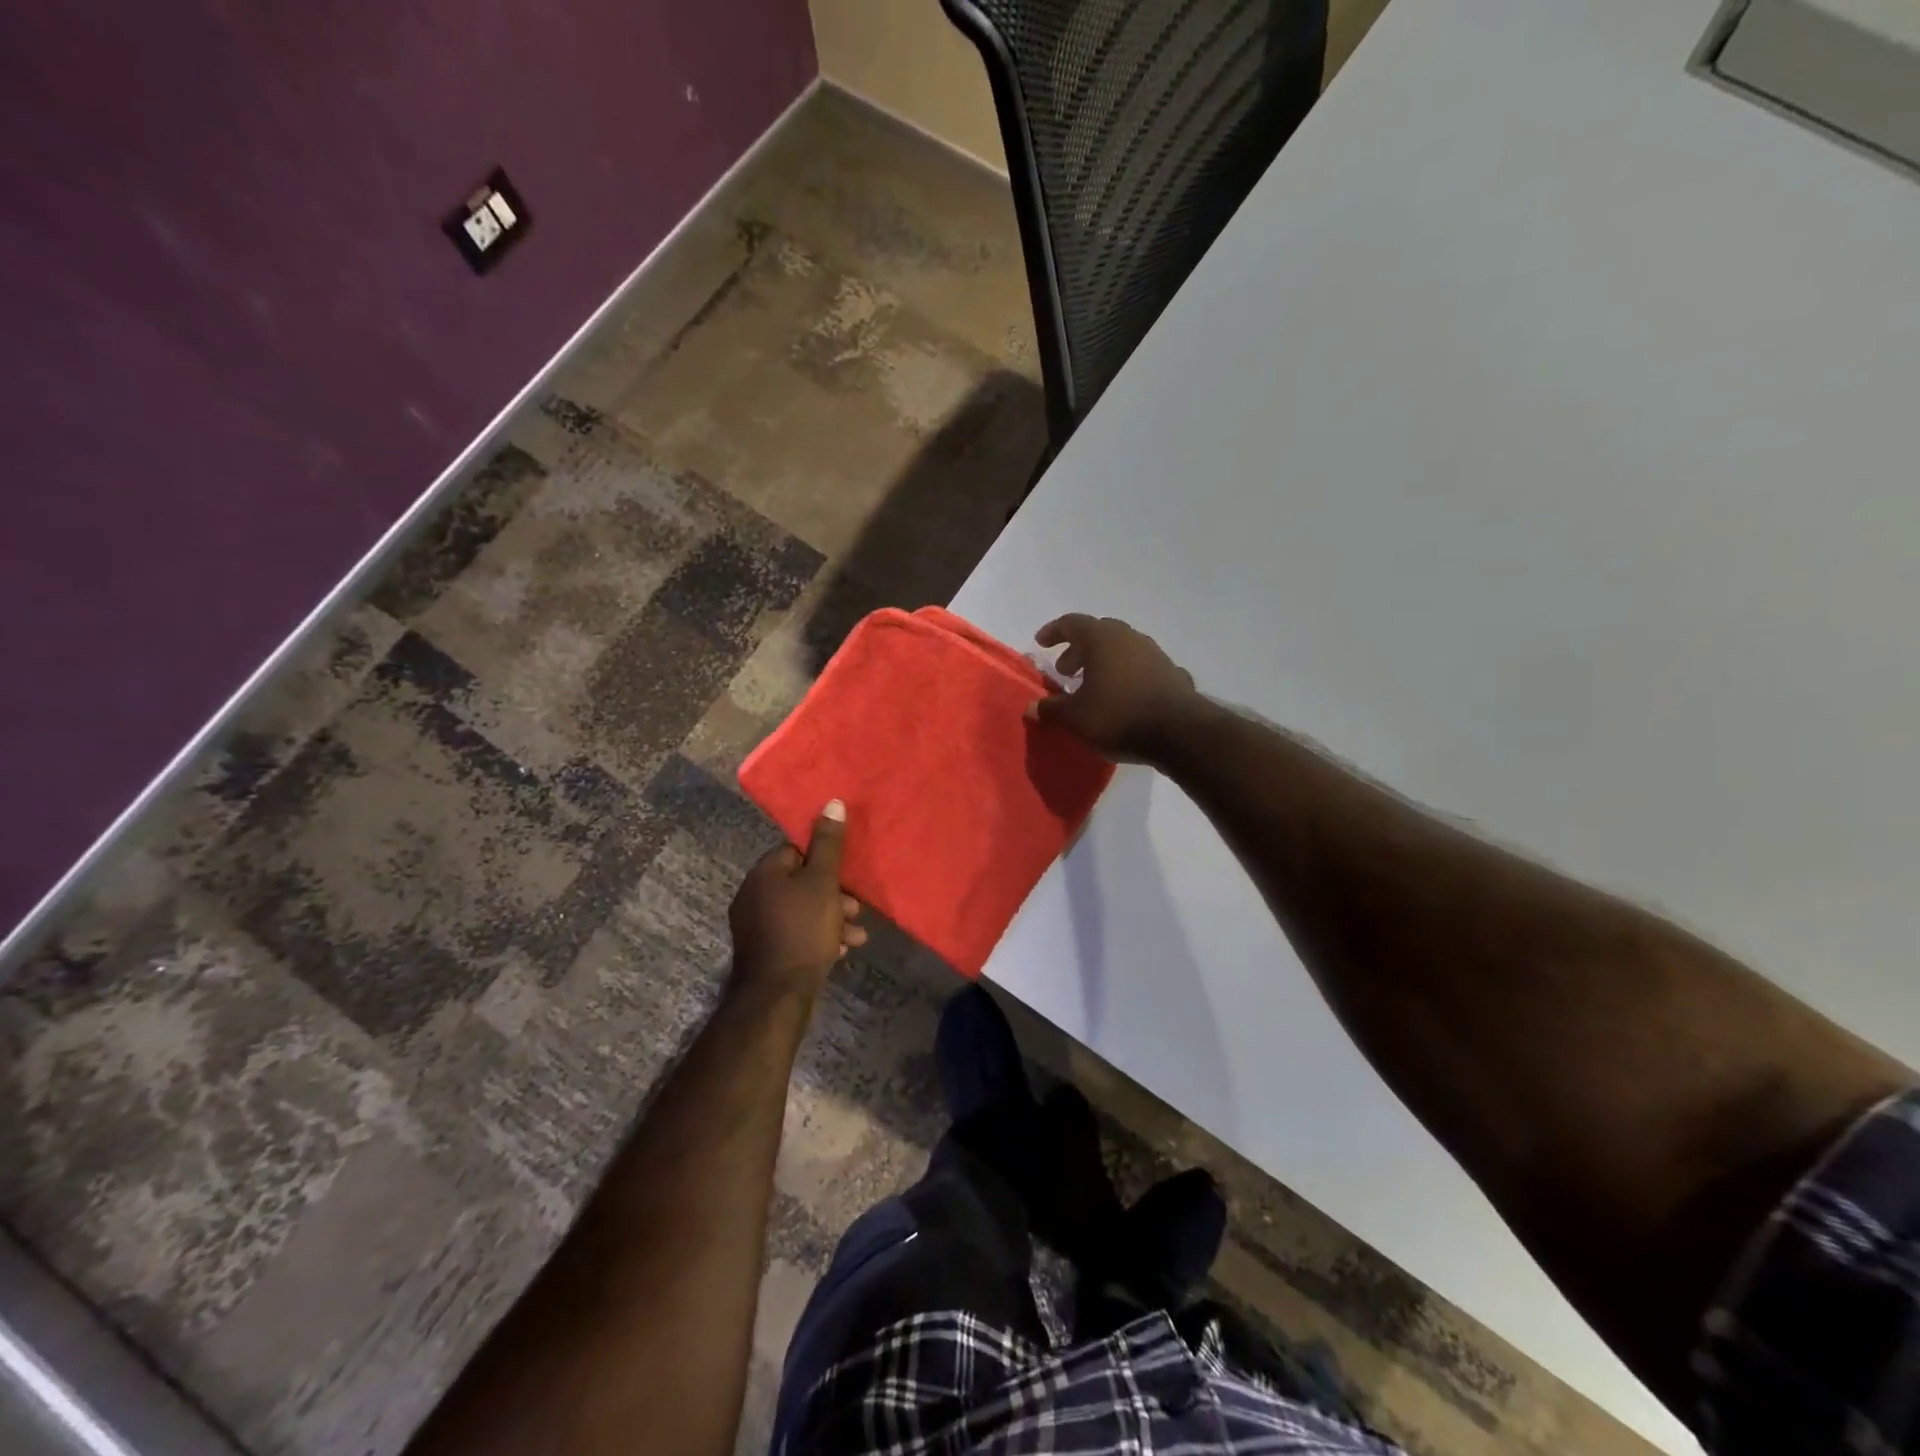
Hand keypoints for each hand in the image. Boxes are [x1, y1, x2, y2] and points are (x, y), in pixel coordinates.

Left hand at [728, 800, 866, 998]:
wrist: (778, 994)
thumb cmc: (803, 929)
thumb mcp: (823, 882)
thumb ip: (829, 844)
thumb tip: (831, 802)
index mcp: (764, 873)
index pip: (795, 851)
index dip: (823, 862)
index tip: (844, 877)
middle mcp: (753, 895)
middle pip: (800, 883)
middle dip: (833, 895)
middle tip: (856, 909)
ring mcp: (754, 926)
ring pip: (801, 911)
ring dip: (831, 919)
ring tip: (857, 935)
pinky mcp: (763, 952)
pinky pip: (794, 933)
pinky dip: (817, 938)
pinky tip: (841, 951)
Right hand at [1026, 615, 1199, 762]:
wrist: (1180, 733)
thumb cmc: (1119, 716)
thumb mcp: (1076, 718)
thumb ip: (1051, 709)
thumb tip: (1031, 707)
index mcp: (1102, 639)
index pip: (1072, 623)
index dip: (1054, 632)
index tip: (1041, 643)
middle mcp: (1129, 638)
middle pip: (1098, 634)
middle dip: (1078, 650)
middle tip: (1065, 671)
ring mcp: (1154, 654)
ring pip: (1122, 650)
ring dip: (1103, 663)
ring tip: (1092, 687)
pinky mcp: (1172, 673)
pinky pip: (1141, 668)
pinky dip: (1126, 677)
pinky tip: (1123, 698)